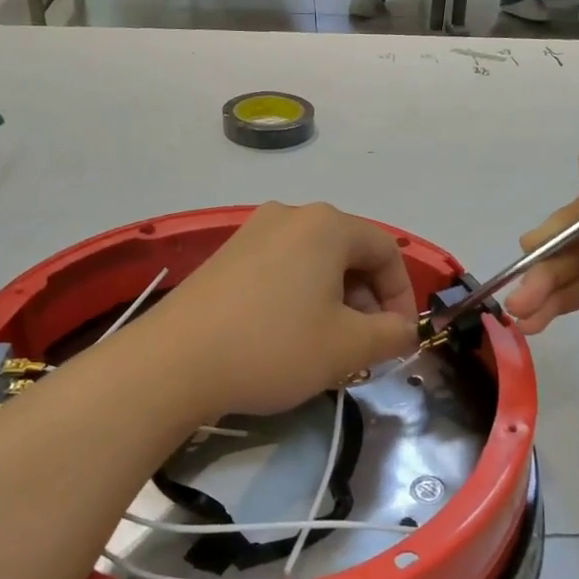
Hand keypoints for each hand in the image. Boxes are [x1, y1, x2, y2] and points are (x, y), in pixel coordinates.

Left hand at [149, 202, 418, 418]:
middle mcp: (290, 216)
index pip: (386, 250)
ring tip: (328, 344)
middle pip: (350, 253)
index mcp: (327, 225)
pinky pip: (282, 269)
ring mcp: (253, 232)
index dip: (401, 295)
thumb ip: (391, 335)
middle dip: (367, 300)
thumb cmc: (273, 347)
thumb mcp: (347, 347)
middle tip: (365, 344)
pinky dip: (301, 297)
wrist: (174, 362)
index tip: (398, 336)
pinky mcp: (226, 256)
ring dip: (335, 301)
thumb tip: (404, 330)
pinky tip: (289, 336)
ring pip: (315, 262)